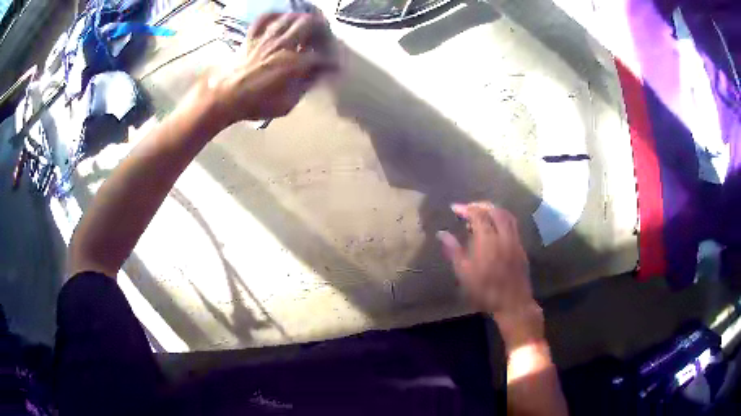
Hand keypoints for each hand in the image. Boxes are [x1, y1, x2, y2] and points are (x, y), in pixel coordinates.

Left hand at [204, 13, 334, 125]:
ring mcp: (266, 38)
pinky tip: (280, 19)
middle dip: (321, 29)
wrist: (224, 98)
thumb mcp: (286, 104)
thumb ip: (304, 87)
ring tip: (306, 26)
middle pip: (309, 24)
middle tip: (323, 37)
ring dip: (302, 20)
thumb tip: (317, 75)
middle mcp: (283, 44)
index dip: (331, 62)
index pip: (321, 57)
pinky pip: (264, 18)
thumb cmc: (256, 104)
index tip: (335, 68)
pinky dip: (275, 16)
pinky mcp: (252, 37)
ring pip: (289, 17)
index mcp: (294, 63)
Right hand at [437, 202, 543, 350]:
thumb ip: (454, 250)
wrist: (513, 303)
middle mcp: (504, 235)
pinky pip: (513, 224)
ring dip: (493, 209)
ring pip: (506, 215)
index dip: (466, 208)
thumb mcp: (464, 273)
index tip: (454, 208)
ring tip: (481, 214)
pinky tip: (495, 227)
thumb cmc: (485, 291)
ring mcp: (515, 240)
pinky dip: (502, 218)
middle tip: (468, 208)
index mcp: (488, 240)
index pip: (478, 215)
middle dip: (480, 205)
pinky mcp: (521, 247)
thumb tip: (441, 233)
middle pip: (494, 210)